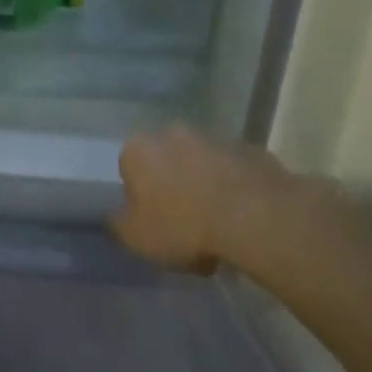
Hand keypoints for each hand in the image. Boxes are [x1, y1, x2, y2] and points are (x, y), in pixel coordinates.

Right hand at [111, 125, 315, 276]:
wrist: (254, 218)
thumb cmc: (182, 226)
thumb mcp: (135, 237)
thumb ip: (119, 223)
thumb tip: (117, 216)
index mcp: (139, 149)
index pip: (129, 168)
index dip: (139, 196)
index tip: (152, 220)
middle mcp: (173, 133)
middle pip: (167, 159)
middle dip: (173, 183)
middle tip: (184, 221)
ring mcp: (215, 137)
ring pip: (203, 162)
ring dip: (205, 183)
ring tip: (218, 224)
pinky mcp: (251, 149)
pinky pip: (236, 170)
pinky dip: (236, 186)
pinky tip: (244, 217)